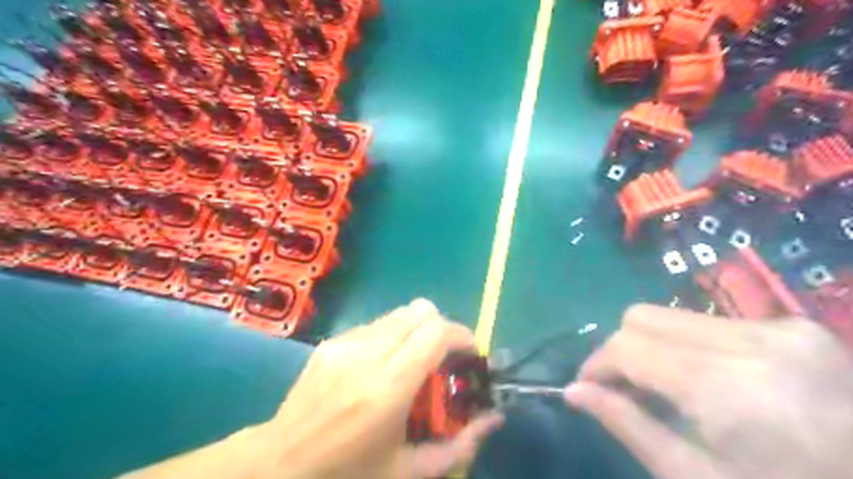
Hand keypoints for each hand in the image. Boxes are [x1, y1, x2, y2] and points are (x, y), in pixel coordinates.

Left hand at [124, 299, 501, 477]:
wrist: (279, 464)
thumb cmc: (347, 474)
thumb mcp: (408, 472)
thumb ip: (459, 447)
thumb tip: (494, 419)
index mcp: (388, 389)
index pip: (435, 333)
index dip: (461, 334)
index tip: (470, 352)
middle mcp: (367, 355)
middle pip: (420, 311)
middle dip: (442, 328)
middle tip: (445, 357)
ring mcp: (346, 343)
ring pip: (400, 313)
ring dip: (418, 330)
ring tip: (415, 361)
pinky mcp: (332, 341)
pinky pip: (377, 324)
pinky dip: (393, 335)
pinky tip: (384, 364)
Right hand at [566, 306, 852, 478]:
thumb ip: (627, 426)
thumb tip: (573, 392)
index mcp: (729, 388)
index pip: (627, 346)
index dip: (596, 365)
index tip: (589, 389)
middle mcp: (752, 341)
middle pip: (642, 317)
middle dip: (620, 350)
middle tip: (625, 389)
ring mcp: (781, 328)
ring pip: (672, 315)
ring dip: (652, 345)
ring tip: (663, 386)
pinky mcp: (797, 327)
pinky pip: (710, 321)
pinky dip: (687, 345)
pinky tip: (706, 381)